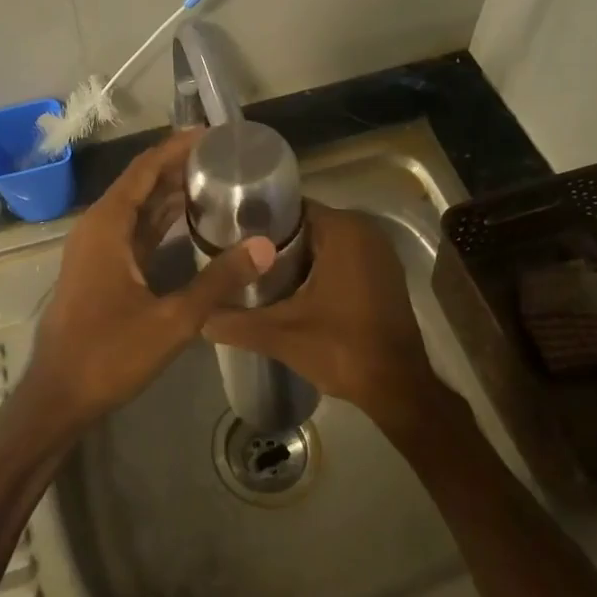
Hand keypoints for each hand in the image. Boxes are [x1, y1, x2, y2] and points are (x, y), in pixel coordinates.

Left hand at [26, 129, 275, 428]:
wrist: (59, 396)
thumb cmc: (109, 353)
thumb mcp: (172, 319)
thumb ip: (219, 281)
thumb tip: (266, 247)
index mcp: (107, 225)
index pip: (145, 168)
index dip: (177, 147)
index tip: (214, 135)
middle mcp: (98, 227)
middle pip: (141, 183)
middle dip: (179, 167)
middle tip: (225, 158)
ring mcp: (96, 249)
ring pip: (137, 208)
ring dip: (170, 194)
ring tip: (215, 181)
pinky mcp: (100, 270)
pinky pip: (133, 232)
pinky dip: (160, 222)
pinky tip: (189, 223)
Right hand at [202, 201, 441, 427]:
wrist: (398, 387)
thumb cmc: (342, 348)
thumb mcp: (280, 334)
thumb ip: (234, 322)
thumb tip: (198, 317)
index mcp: (343, 230)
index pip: (289, 208)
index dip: (256, 222)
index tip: (228, 237)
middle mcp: (364, 230)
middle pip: (304, 225)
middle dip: (271, 241)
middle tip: (234, 257)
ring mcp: (378, 252)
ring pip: (322, 242)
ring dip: (293, 256)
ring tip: (253, 273)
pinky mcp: (383, 273)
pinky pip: (340, 257)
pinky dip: (316, 267)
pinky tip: (288, 289)